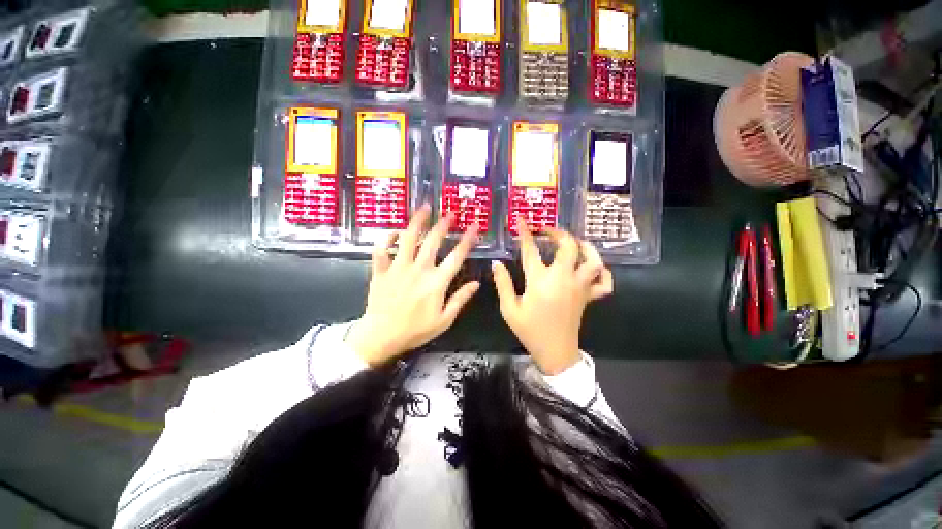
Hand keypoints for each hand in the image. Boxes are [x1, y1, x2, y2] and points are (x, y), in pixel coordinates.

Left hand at [346, 205, 479, 365]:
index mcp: (437, 282)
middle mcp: (419, 270)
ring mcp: (398, 267)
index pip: (456, 256)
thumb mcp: (444, 320)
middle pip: (433, 241)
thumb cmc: (415, 330)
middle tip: (449, 213)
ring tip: (424, 208)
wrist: (381, 337)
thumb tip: (476, 284)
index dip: (467, 240)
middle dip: (443, 225)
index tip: (474, 227)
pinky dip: (387, 238)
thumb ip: (460, 299)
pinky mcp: (381, 270)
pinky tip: (394, 231)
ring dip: (417, 221)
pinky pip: (382, 249)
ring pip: (409, 238)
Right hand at [491, 219, 613, 374]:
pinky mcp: (588, 297)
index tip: (521, 219)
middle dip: (559, 233)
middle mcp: (563, 279)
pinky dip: (603, 272)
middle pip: (568, 247)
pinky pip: (604, 283)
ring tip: (575, 242)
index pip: (531, 250)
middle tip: (548, 231)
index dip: (525, 232)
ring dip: (585, 247)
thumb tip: (497, 263)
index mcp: (540, 281)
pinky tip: (593, 268)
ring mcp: (579, 288)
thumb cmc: (530, 330)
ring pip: (593, 261)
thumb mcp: (509, 309)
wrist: (555, 353)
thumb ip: (503, 284)